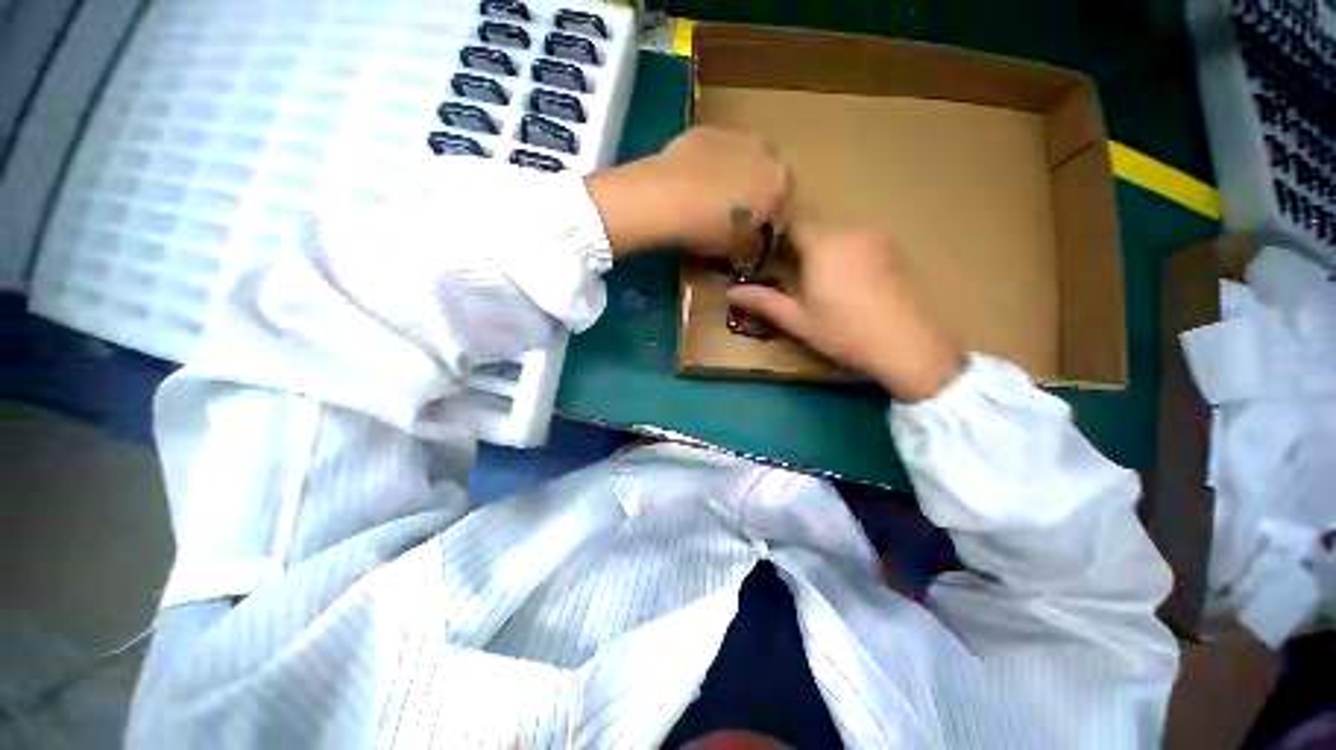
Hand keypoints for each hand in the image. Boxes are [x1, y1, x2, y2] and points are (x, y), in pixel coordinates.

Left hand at [585, 127, 789, 257]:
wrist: (666, 198)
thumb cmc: (709, 229)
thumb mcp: (735, 248)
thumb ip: (751, 242)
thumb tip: (750, 240)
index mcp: (779, 184)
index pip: (787, 200)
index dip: (773, 216)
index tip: (759, 228)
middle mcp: (765, 152)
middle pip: (768, 170)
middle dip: (758, 186)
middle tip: (737, 209)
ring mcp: (734, 135)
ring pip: (743, 154)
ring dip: (735, 170)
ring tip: (712, 193)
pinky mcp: (705, 129)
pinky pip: (715, 149)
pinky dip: (710, 162)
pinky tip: (692, 179)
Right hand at [727, 226, 964, 401]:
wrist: (907, 345)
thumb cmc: (843, 332)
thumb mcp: (798, 320)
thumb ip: (763, 302)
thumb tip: (731, 292)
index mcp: (823, 244)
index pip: (793, 222)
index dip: (776, 235)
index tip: (767, 255)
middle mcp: (851, 231)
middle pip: (817, 227)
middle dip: (800, 245)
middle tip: (791, 273)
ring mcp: (878, 239)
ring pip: (840, 235)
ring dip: (825, 250)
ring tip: (820, 281)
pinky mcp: (896, 250)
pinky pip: (861, 243)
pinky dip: (847, 255)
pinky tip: (850, 284)